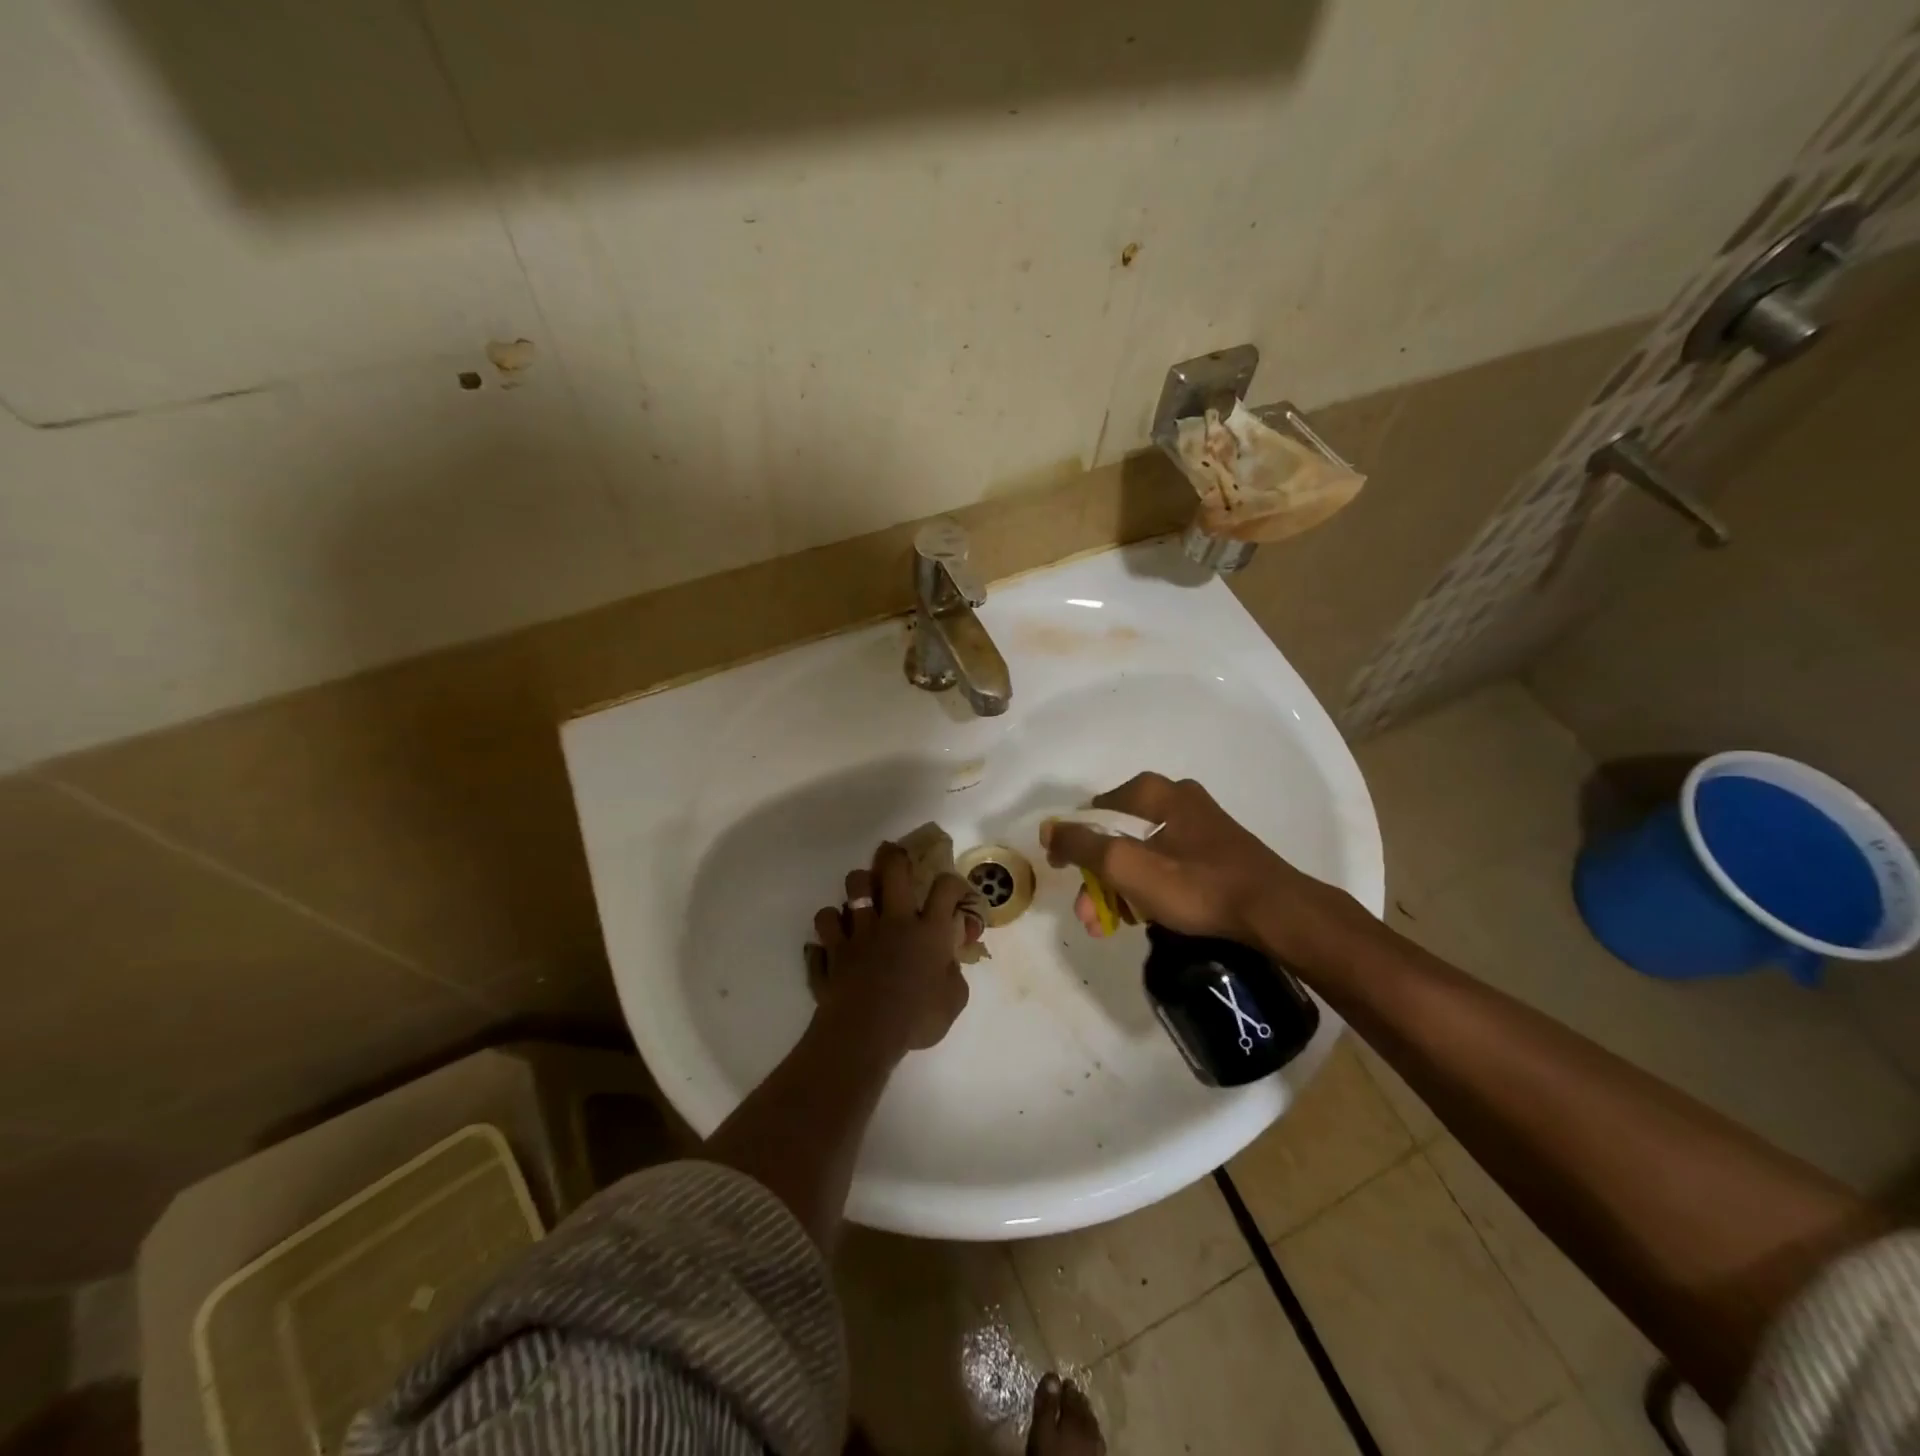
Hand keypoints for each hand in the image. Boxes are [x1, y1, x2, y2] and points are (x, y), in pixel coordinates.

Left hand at [809, 842, 972, 1057]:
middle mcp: (893, 921)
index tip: (953, 890)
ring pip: (854, 887)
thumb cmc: (916, 1019)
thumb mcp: (953, 1002)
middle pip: (893, 871)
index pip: (945, 889)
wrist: (865, 1033)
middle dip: (895, 858)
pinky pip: (824, 924)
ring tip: (861, 895)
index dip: (952, 882)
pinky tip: (833, 936)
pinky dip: (828, 927)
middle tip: (896, 858)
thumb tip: (949, 965)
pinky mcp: (833, 948)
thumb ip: (953, 977)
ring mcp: (859, 931)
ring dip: (858, 886)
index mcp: (928, 931)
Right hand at [1041, 773, 1327, 950]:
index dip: (1072, 844)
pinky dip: (1150, 885)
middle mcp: (1175, 797)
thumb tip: (1048, 829)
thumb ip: (1081, 845)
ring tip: (1114, 924)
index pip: (1093, 811)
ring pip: (1142, 852)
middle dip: (1098, 877)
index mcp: (1153, 792)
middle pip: (1118, 835)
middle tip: (1091, 916)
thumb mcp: (1125, 865)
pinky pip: (1167, 862)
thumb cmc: (1194, 885)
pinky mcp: (1215, 849)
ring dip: (1121, 887)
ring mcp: (1199, 823)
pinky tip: (1149, 915)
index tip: (1065, 876)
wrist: (1274, 912)